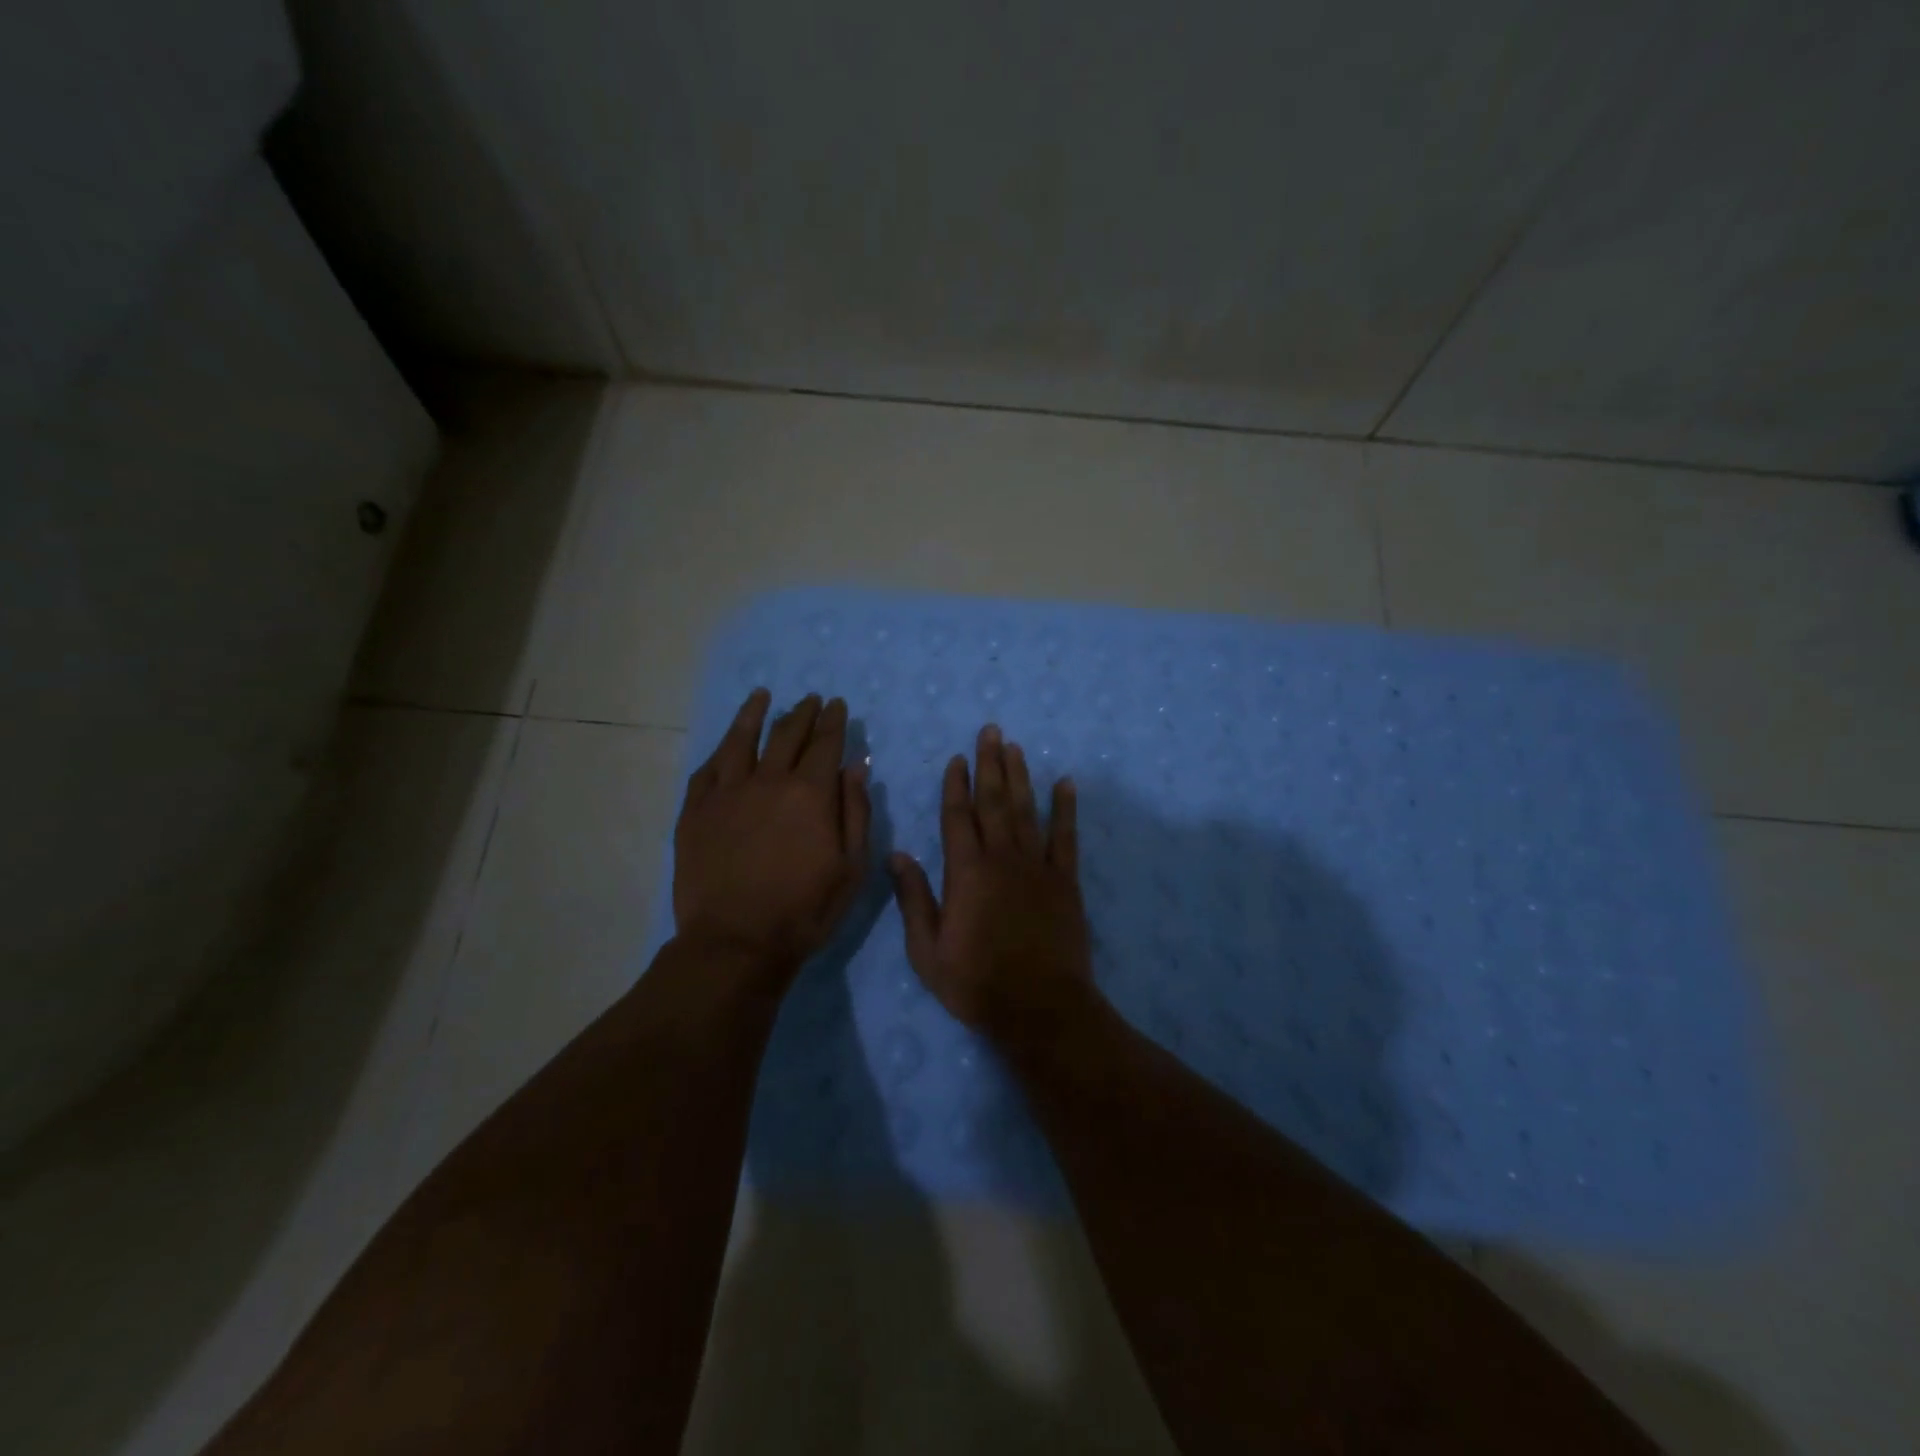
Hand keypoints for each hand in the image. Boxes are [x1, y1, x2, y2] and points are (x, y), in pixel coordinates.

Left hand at [674, 689, 870, 986]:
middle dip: (802, 713)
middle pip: (786, 735)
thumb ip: (856, 813)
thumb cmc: (804, 910)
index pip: (825, 743)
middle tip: (810, 699)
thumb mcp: (851, 868)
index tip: (837, 705)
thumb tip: (856, 768)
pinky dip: (719, 752)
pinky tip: (724, 745)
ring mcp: (726, 794)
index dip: (833, 721)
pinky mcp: (695, 813)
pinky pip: (706, 771)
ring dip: (754, 715)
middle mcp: (768, 781)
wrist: (736, 943)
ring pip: (740, 741)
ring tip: (761, 697)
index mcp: (810, 794)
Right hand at [889, 724, 1094, 1043]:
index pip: (958, 816)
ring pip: (1027, 810)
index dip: (956, 785)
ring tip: (1015, 746)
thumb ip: (914, 899)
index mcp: (966, 873)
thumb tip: (898, 854)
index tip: (957, 758)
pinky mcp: (1065, 880)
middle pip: (994, 801)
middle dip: (990, 764)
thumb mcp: (927, 951)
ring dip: (1020, 776)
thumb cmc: (976, 983)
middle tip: (990, 731)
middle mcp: (1002, 858)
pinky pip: (1066, 836)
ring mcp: (1037, 866)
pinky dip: (1066, 808)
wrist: (1039, 1008)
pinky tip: (1065, 783)